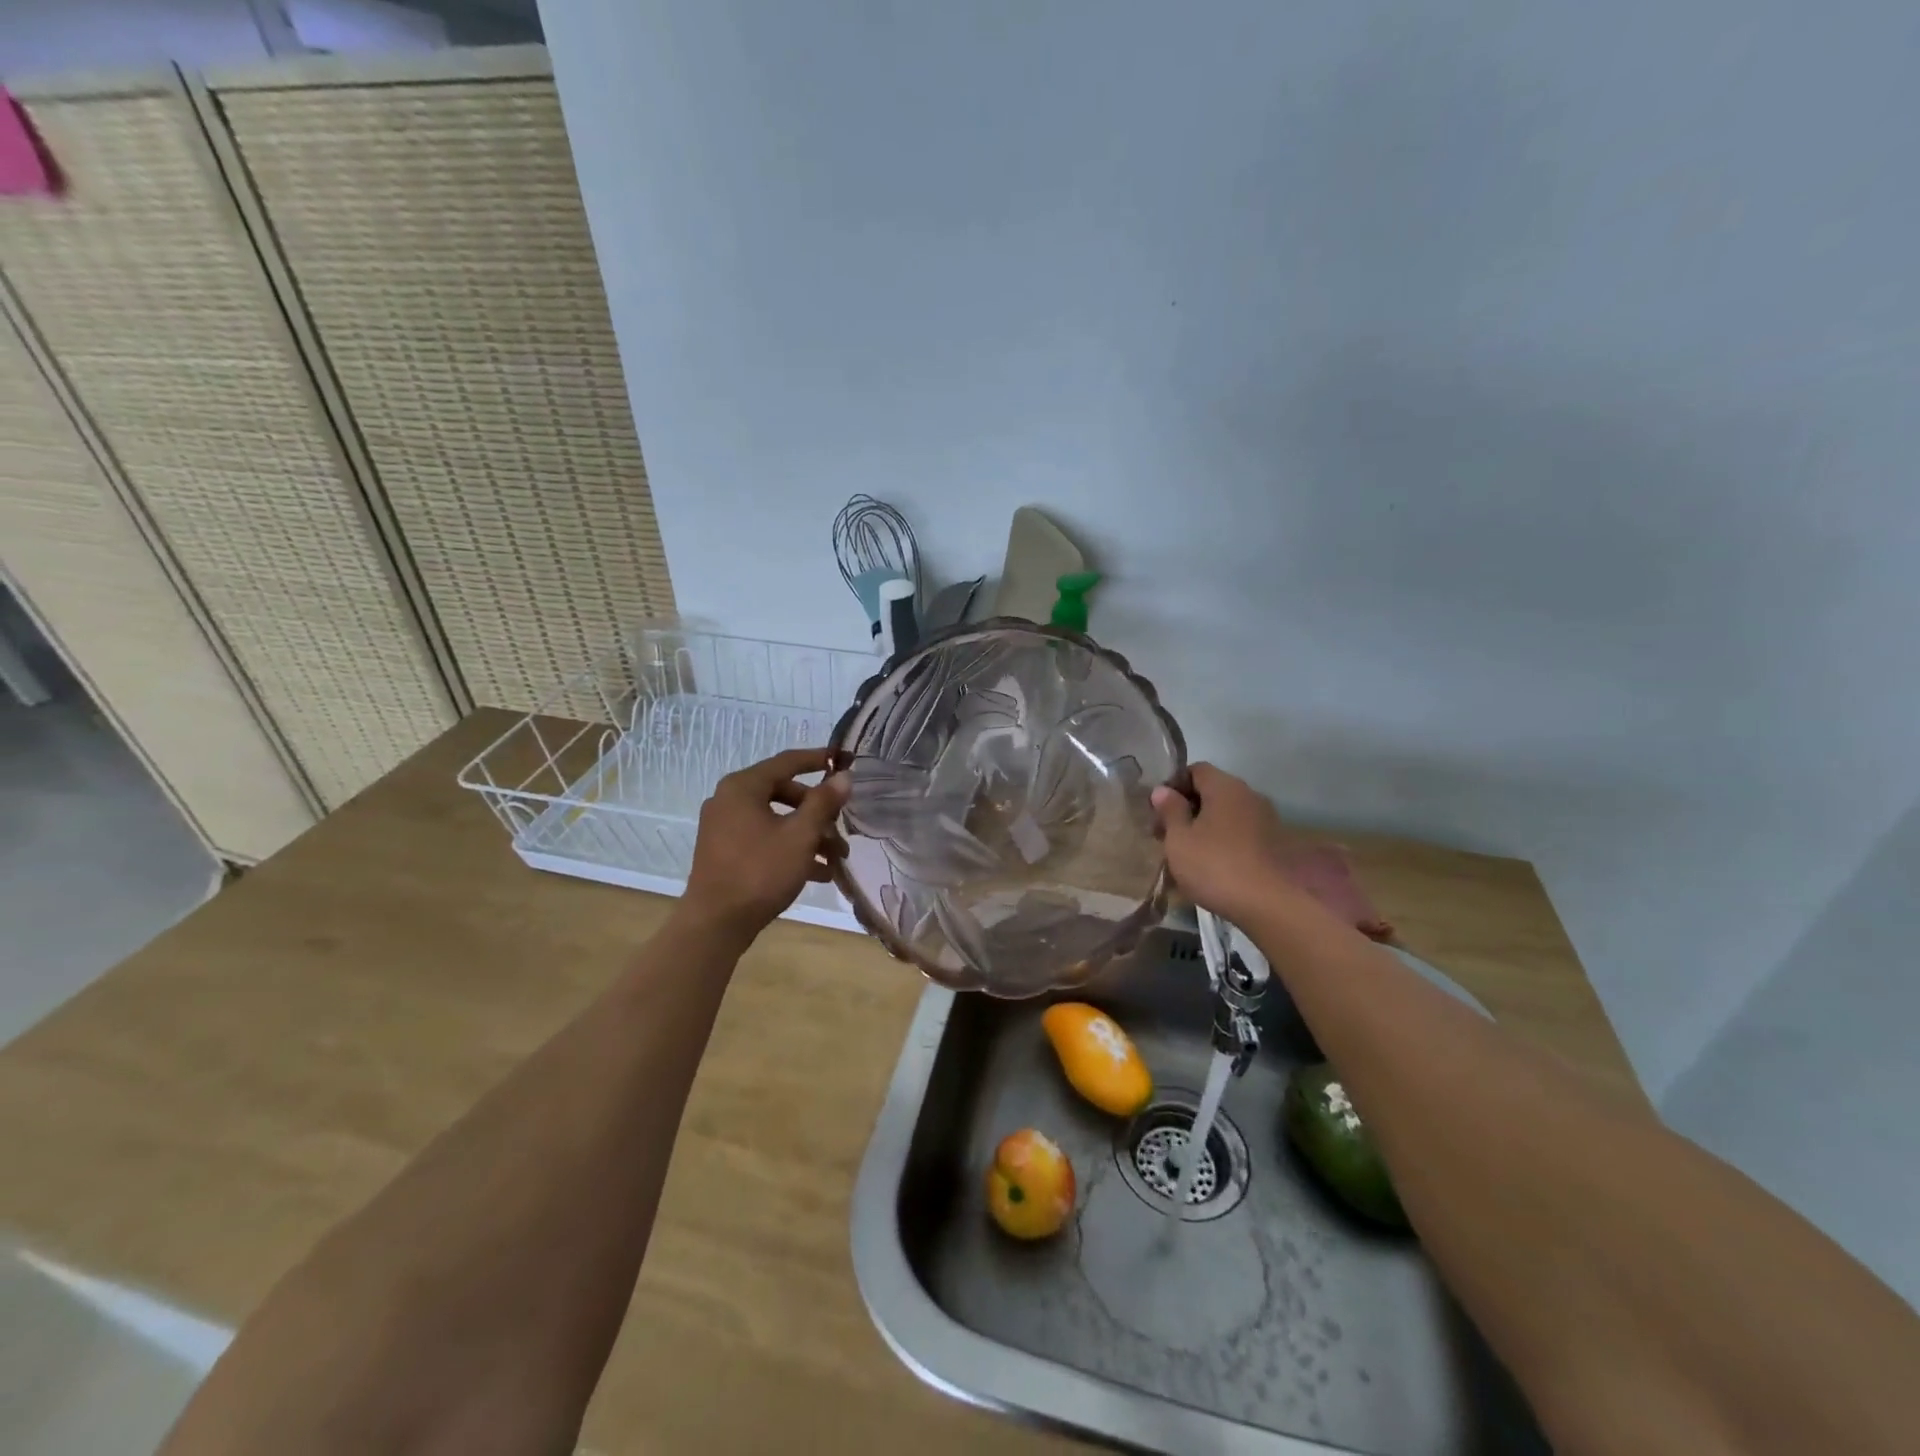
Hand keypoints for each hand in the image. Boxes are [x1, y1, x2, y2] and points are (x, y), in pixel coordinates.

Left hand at [681, 749, 849, 940]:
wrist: (715, 924)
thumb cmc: (760, 872)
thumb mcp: (800, 836)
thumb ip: (823, 803)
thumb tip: (843, 777)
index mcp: (743, 787)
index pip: (788, 762)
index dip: (819, 760)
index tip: (846, 761)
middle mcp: (729, 800)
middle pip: (784, 793)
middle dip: (818, 811)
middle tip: (842, 827)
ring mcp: (724, 827)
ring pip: (777, 820)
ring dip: (809, 834)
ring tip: (836, 859)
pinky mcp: (725, 851)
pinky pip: (764, 838)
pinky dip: (790, 848)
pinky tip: (818, 873)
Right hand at [1150, 763, 1295, 926]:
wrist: (1270, 905)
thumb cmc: (1215, 866)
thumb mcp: (1179, 839)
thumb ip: (1170, 811)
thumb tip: (1162, 790)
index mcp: (1225, 787)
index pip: (1196, 770)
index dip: (1173, 785)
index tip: (1157, 810)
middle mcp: (1249, 795)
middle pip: (1212, 792)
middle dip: (1187, 809)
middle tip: (1166, 835)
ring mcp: (1266, 820)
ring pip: (1226, 814)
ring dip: (1205, 827)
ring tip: (1186, 854)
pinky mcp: (1274, 844)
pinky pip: (1240, 833)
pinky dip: (1223, 841)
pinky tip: (1211, 865)